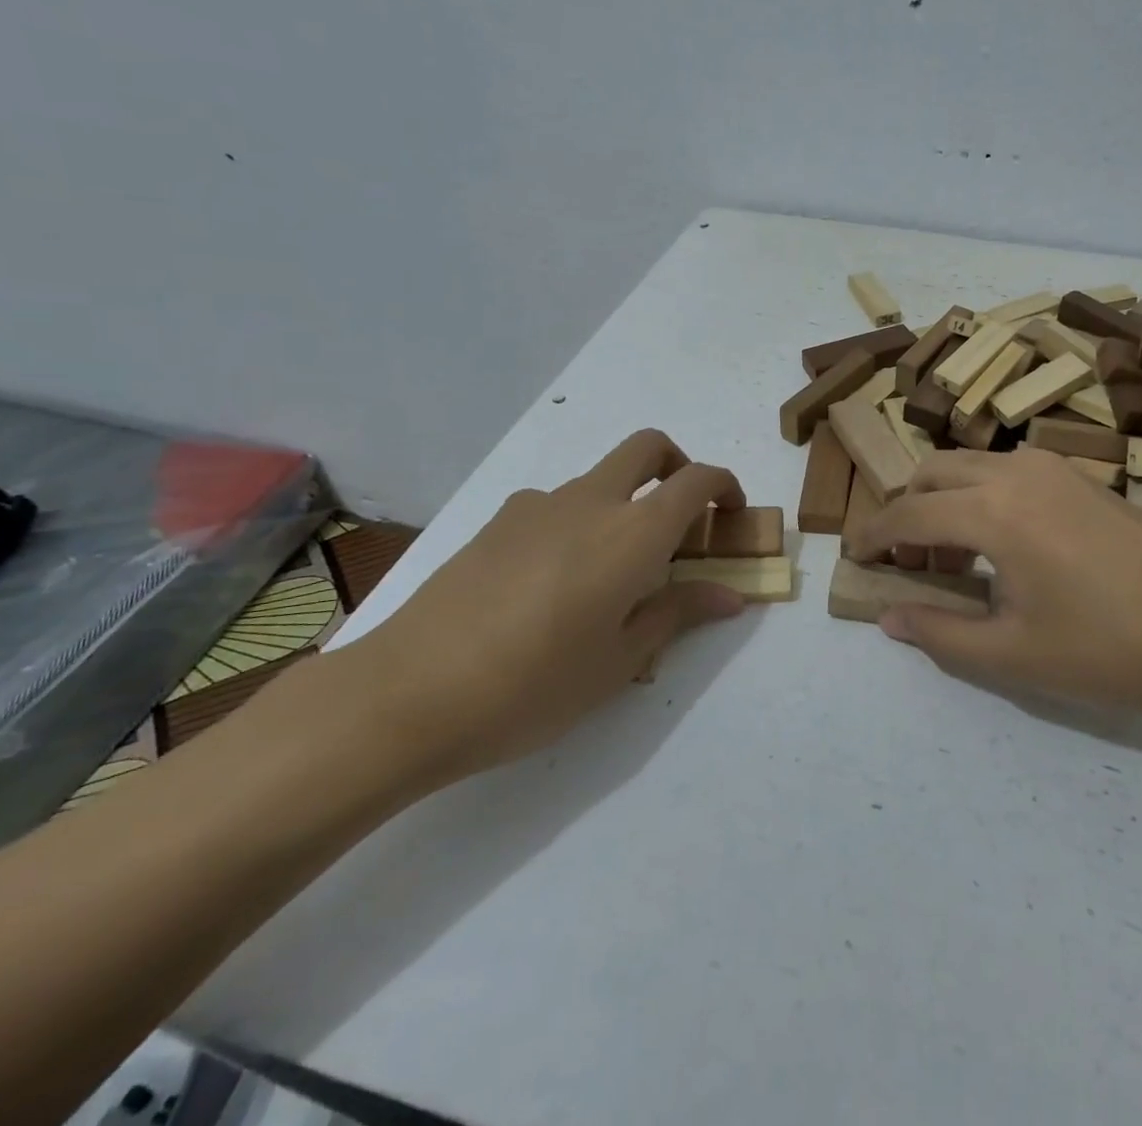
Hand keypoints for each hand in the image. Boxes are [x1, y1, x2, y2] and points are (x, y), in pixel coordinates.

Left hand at [345, 430, 746, 782]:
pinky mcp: (496, 523)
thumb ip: (679, 613)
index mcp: (632, 532)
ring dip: (623, 503)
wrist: (410, 693)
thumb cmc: (535, 685)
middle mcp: (589, 502)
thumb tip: (729, 595)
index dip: (724, 487)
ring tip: (609, 576)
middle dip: (677, 466)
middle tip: (682, 518)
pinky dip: (576, 522)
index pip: (696, 480)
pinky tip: (552, 584)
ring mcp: (536, 506)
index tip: (731, 516)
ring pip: (598, 479)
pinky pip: (554, 505)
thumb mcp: (620, 660)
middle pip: (648, 448)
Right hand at [845, 447, 1141, 723]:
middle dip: (906, 512)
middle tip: (905, 565)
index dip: (874, 538)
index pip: (909, 515)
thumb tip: (889, 618)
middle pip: (932, 473)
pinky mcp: (1081, 479)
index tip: (854, 559)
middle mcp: (1016, 473)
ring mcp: (1054, 470)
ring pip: (970, 466)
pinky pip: (1006, 472)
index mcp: (993, 511)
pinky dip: (980, 496)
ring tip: (951, 560)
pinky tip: (1000, 547)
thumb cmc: (1113, 650)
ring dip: (943, 500)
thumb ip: (941, 633)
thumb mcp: (1015, 655)